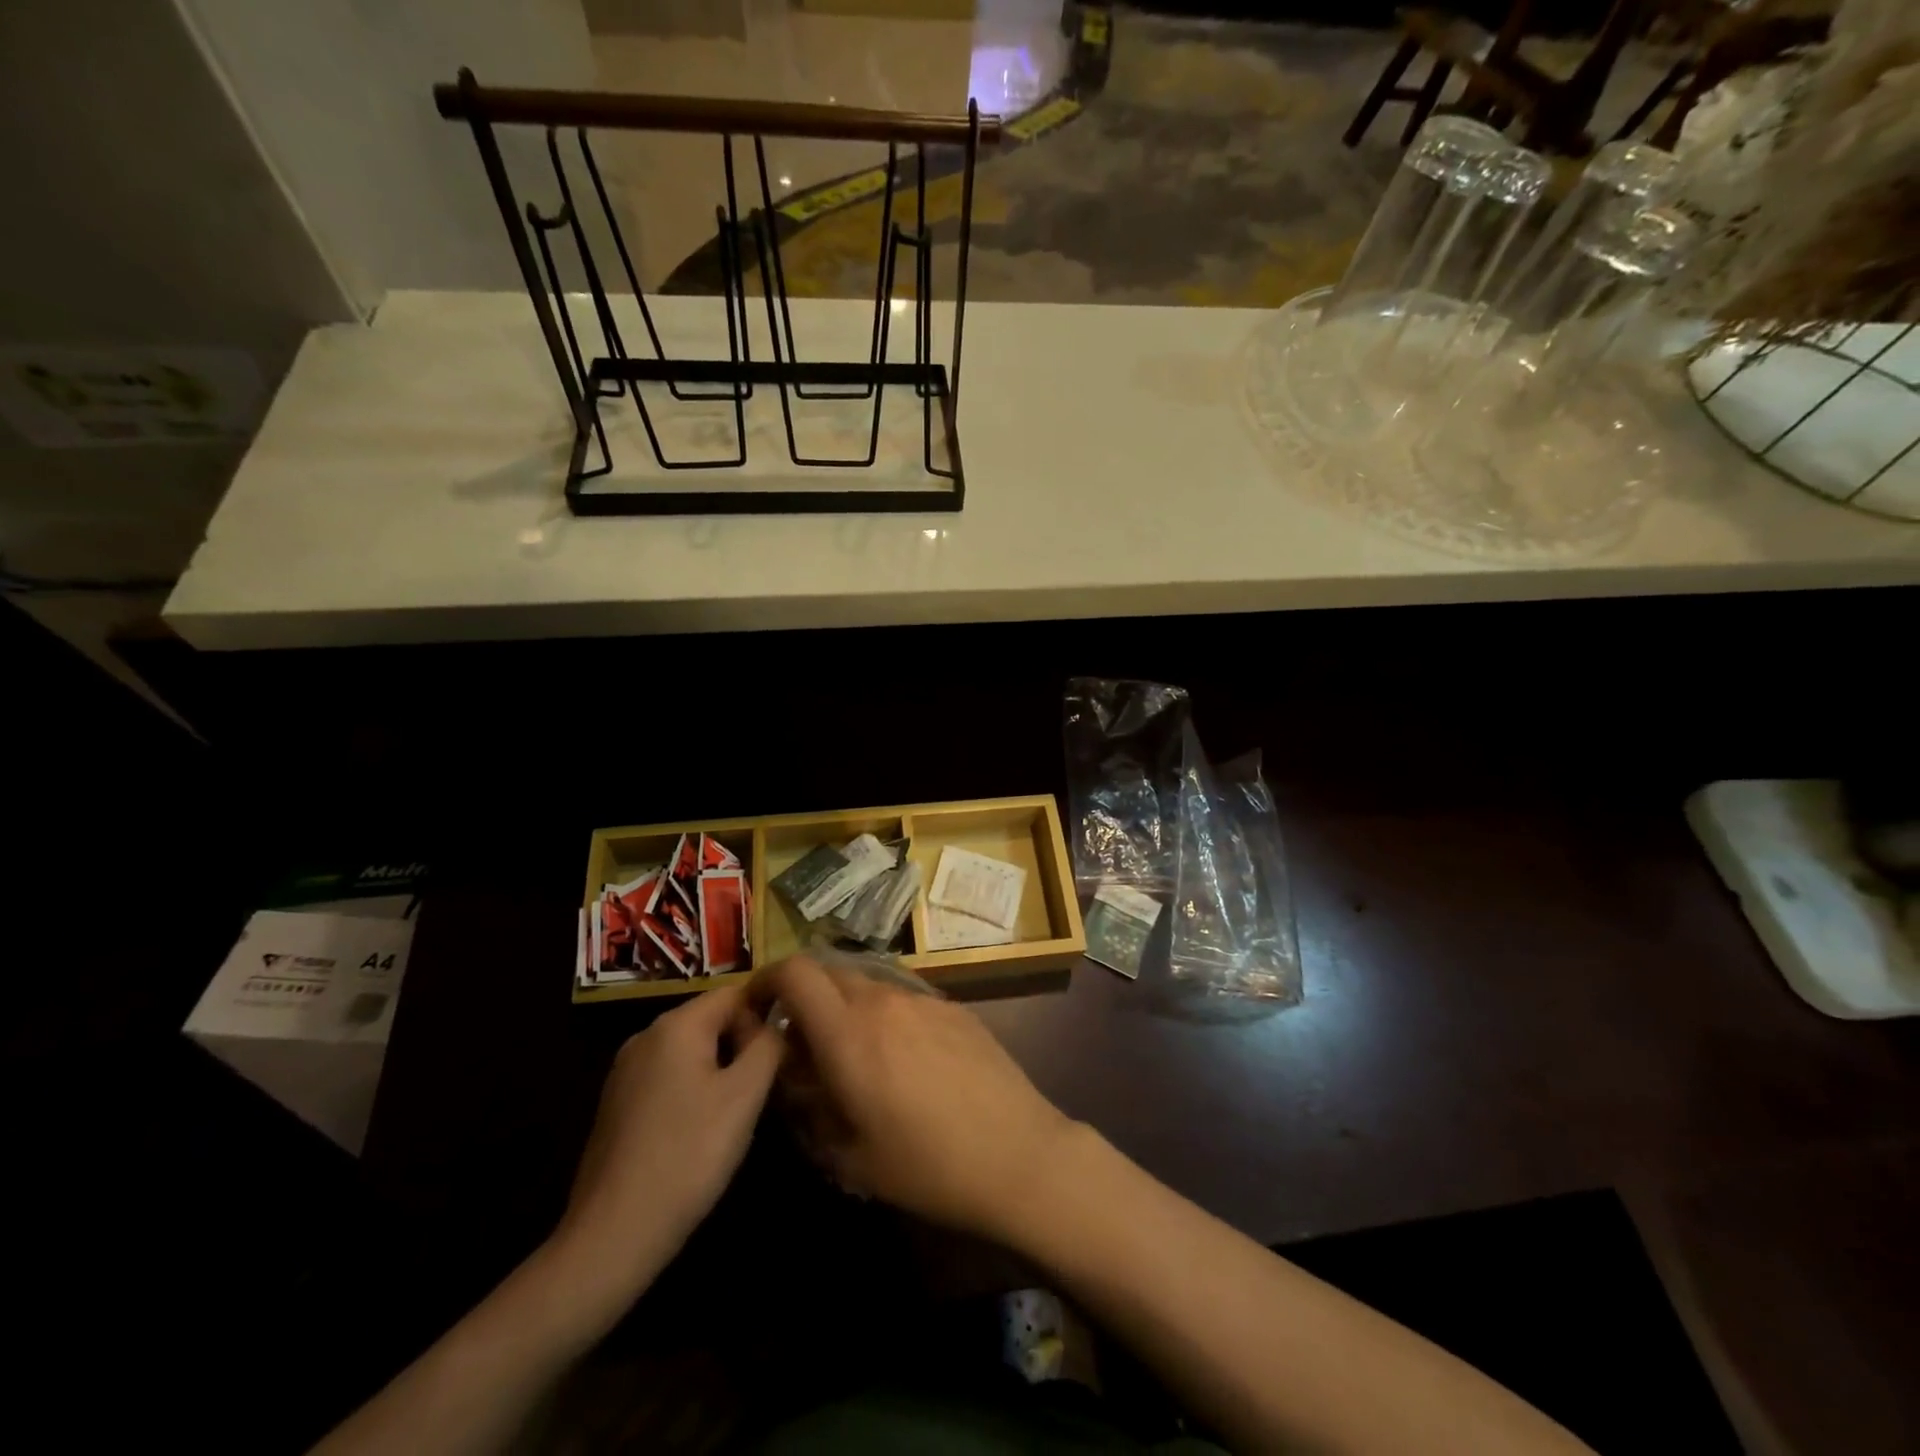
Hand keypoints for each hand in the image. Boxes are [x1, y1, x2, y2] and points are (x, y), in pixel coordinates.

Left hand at [554, 983, 781, 1294]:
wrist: (613, 1235)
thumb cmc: (689, 1155)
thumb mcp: (745, 1095)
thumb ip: (769, 1045)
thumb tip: (776, 1022)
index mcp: (675, 1025)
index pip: (734, 994)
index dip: (765, 1016)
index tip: (783, 1054)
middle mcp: (645, 1036)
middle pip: (710, 1019)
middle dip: (742, 1044)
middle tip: (763, 1088)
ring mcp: (625, 1072)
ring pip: (690, 1051)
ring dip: (720, 1070)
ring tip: (737, 1113)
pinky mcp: (617, 1105)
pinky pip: (668, 1077)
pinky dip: (693, 1090)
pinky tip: (700, 1132)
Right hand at [750, 956, 1077, 1241]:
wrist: (1018, 1154)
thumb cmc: (927, 1166)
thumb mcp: (849, 1158)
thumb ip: (809, 1109)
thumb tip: (795, 1079)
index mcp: (848, 1033)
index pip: (795, 972)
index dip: (767, 980)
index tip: (759, 1010)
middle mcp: (883, 1001)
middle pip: (829, 973)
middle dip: (804, 998)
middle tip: (804, 1044)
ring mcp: (923, 999)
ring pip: (868, 985)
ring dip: (847, 1007)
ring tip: (855, 1056)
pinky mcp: (954, 1007)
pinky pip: (904, 998)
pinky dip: (885, 1015)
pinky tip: (904, 1060)